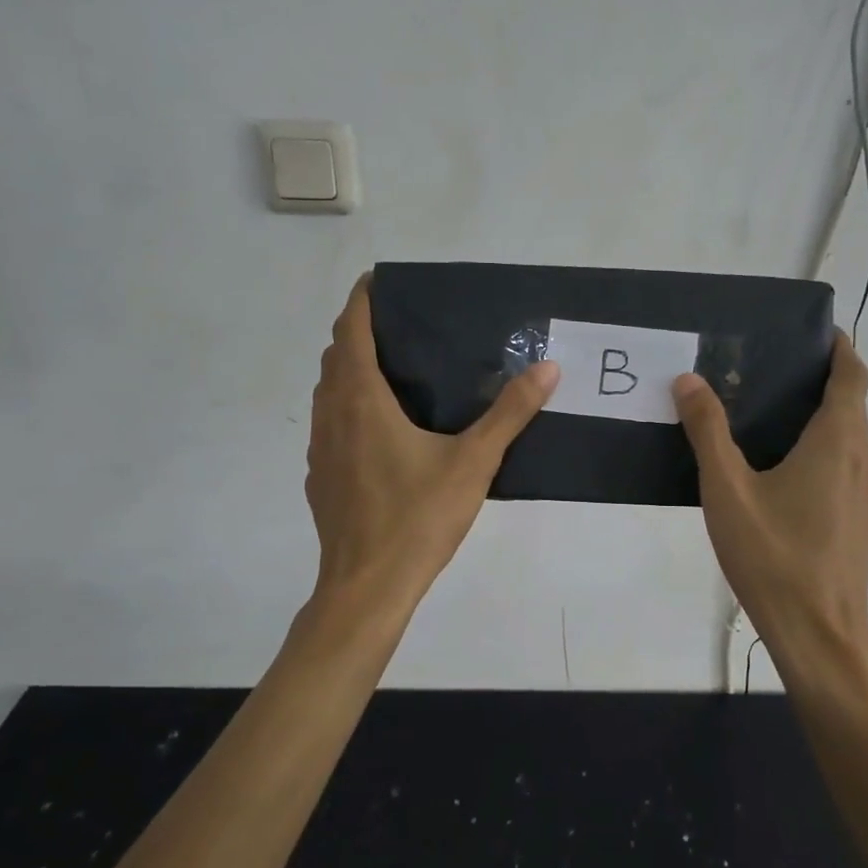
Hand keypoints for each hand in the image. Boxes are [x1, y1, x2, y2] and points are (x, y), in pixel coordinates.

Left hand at [306, 275, 559, 610]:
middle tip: (401, 326)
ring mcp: (319, 448)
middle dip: (359, 331)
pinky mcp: (320, 477)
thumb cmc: (417, 518)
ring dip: (350, 370)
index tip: (382, 281)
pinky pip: (329, 424)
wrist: (367, 586)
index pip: (351, 330)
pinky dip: (348, 407)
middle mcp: (331, 415)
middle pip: (336, 356)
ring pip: (328, 391)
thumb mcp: (473, 462)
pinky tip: (381, 430)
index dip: (362, 299)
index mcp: (361, 400)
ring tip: (393, 370)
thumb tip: (547, 368)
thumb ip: (510, 413)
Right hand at [674, 334, 867, 673]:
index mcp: (836, 441)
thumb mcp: (727, 489)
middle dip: (821, 378)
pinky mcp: (858, 519)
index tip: (811, 332)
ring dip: (820, 415)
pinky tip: (779, 468)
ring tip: (768, 411)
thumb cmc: (773, 555)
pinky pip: (843, 465)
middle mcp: (860, 459)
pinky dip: (820, 448)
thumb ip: (708, 431)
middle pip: (851, 403)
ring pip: (848, 437)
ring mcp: (864, 492)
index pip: (852, 374)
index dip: (839, 347)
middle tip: (768, 368)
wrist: (818, 634)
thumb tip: (690, 380)